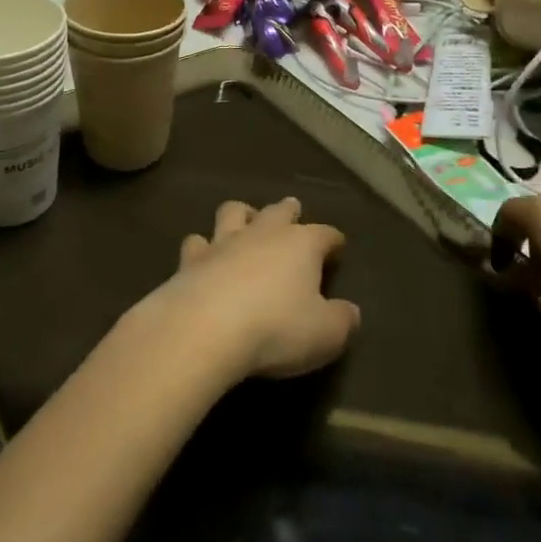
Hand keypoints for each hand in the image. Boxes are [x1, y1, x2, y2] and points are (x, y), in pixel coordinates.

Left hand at [154, 197, 359, 381]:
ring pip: (232, 212)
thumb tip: (350, 311)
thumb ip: (342, 320)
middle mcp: (262, 233)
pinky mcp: (190, 260)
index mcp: (301, 244)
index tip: (338, 247)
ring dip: (241, 214)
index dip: (333, 240)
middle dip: (288, 210)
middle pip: (277, 211)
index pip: (325, 234)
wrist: (205, 328)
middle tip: (292, 207)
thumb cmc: (276, 328)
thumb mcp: (326, 334)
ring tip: (244, 218)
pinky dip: (202, 247)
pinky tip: (202, 255)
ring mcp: (222, 242)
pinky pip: (196, 242)